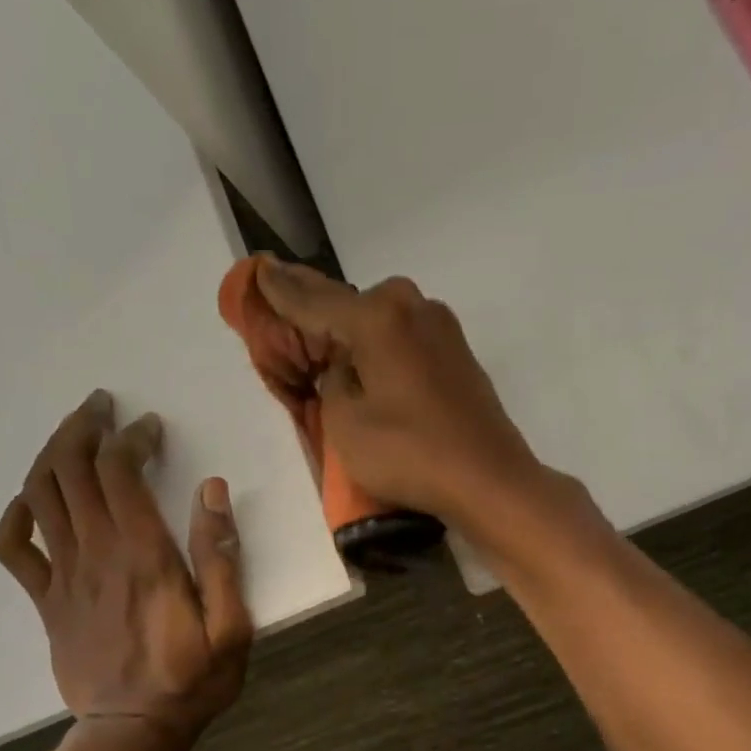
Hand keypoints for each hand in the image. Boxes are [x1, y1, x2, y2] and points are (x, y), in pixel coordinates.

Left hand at [0, 391, 252, 745]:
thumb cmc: (190, 681)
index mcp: (143, 556)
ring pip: (40, 495)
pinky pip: (14, 549)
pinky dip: (15, 515)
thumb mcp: (231, 628)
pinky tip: (32, 501)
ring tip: (74, 435)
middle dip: (83, 427)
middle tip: (102, 407)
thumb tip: (212, 491)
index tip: (150, 429)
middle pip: (70, 469)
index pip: (120, 472)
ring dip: (52, 454)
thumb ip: (221, 559)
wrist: (131, 732)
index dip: (131, 438)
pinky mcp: (46, 601)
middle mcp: (96, 554)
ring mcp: (63, 577)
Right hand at [254, 258, 548, 528]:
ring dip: (353, 334)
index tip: (260, 270)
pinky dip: (382, 349)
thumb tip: (344, 365)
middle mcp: (412, 308)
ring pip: (381, 322)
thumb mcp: (346, 423)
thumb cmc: (410, 454)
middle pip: (351, 305)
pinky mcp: (458, 355)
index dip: (282, 290)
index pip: (314, 300)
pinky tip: (370, 368)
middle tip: (290, 323)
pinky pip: (405, 340)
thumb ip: (332, 381)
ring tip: (327, 351)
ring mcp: (442, 329)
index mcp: (378, 317)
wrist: (489, 480)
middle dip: (320, 314)